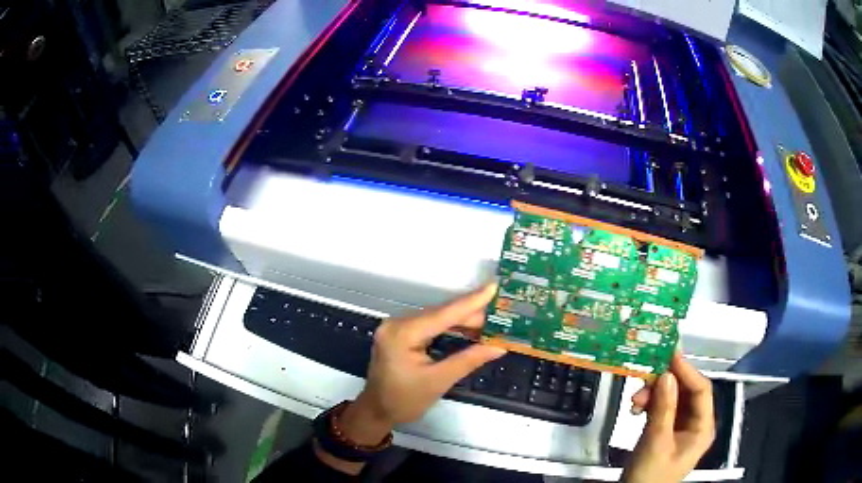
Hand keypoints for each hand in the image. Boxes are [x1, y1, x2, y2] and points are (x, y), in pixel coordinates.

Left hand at [316, 284, 506, 473]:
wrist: (377, 410)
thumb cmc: (404, 400)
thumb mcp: (439, 381)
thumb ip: (468, 360)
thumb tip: (498, 346)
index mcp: (403, 333)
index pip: (444, 314)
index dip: (471, 301)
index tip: (494, 287)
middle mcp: (397, 323)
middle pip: (441, 314)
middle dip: (471, 314)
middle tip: (501, 314)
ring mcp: (397, 327)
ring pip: (436, 318)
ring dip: (462, 321)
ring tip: (490, 322)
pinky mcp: (400, 333)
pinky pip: (429, 325)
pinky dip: (450, 327)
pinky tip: (468, 328)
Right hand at [622, 352, 714, 482]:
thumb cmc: (650, 476)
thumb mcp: (656, 443)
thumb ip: (664, 408)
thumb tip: (667, 375)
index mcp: (703, 428)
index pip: (701, 390)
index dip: (687, 371)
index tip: (670, 354)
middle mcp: (695, 424)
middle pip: (686, 393)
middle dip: (665, 384)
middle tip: (646, 375)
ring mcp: (680, 428)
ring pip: (672, 399)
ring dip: (653, 395)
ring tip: (635, 399)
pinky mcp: (665, 431)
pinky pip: (661, 409)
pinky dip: (649, 405)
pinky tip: (636, 407)